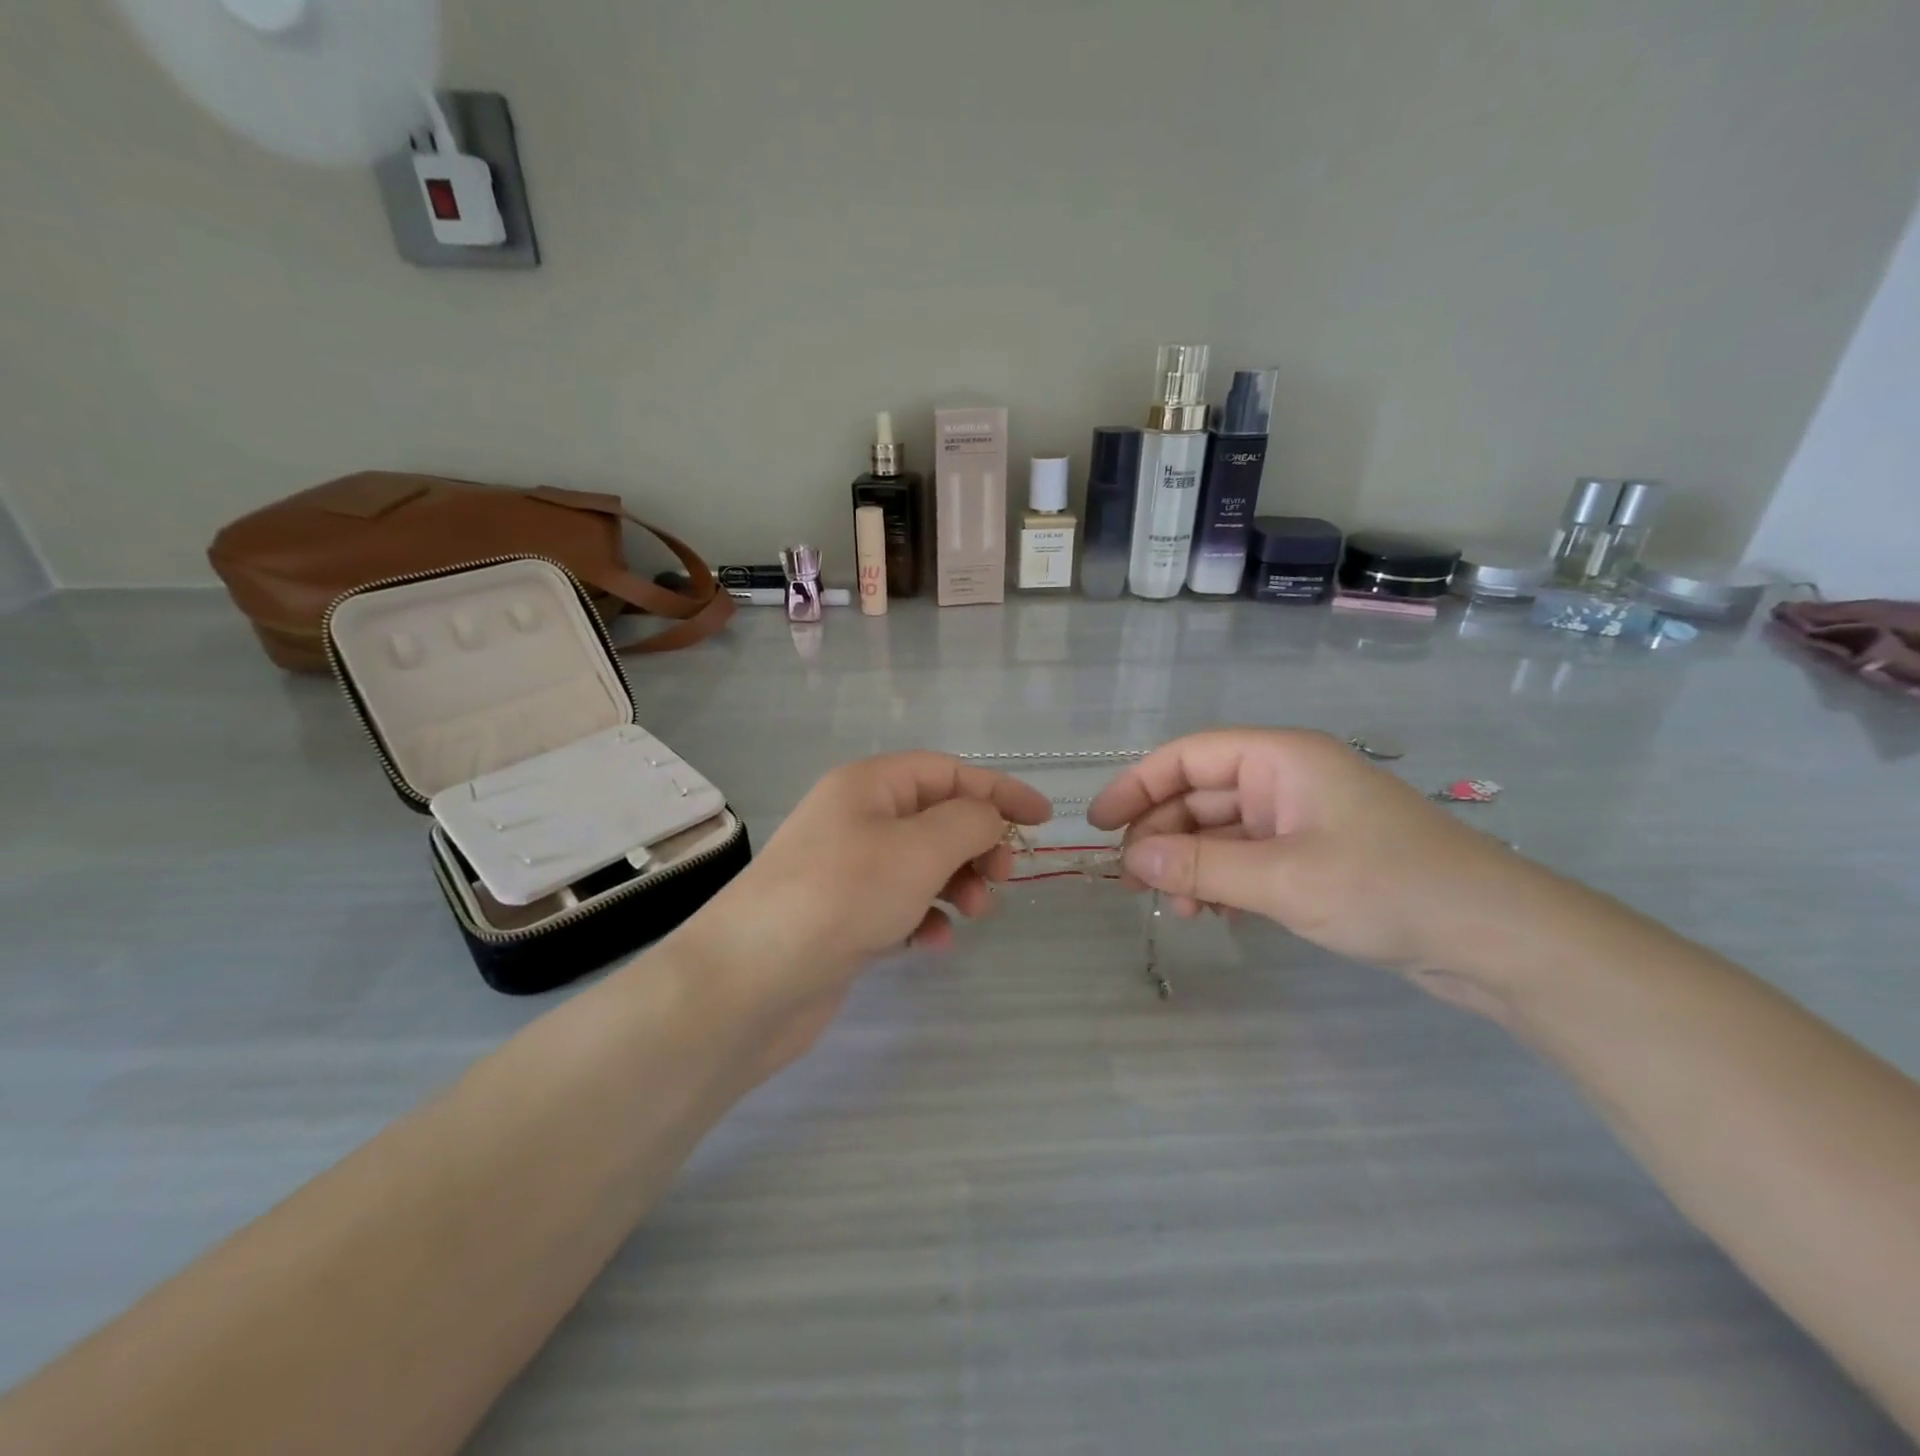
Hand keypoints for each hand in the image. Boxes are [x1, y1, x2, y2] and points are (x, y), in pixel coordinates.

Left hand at [672, 753, 1051, 1067]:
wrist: (751, 982)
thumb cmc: (841, 896)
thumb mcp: (919, 848)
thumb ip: (969, 823)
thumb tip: (990, 819)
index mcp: (868, 785)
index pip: (948, 772)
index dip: (999, 790)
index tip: (1043, 819)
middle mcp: (856, 819)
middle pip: (937, 817)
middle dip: (977, 844)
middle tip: (1001, 877)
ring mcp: (847, 869)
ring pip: (922, 863)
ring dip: (957, 883)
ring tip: (974, 913)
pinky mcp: (843, 915)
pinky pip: (900, 904)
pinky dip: (925, 918)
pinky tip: (932, 944)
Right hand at [1086, 728, 1524, 976]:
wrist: (1498, 939)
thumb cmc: (1387, 888)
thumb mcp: (1283, 878)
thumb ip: (1201, 866)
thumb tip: (1132, 859)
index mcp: (1281, 759)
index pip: (1188, 756)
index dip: (1137, 785)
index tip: (1098, 824)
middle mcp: (1287, 780)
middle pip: (1201, 795)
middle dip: (1161, 835)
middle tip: (1132, 884)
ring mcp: (1303, 820)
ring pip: (1222, 832)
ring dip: (1190, 864)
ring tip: (1174, 909)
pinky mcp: (1318, 858)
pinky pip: (1250, 859)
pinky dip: (1223, 881)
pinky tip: (1212, 913)